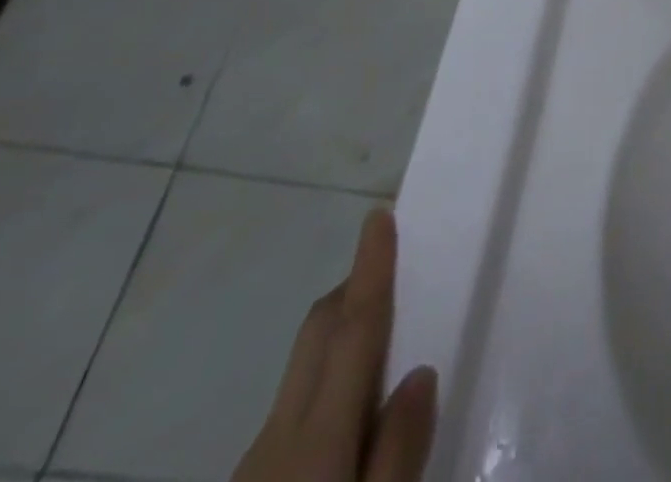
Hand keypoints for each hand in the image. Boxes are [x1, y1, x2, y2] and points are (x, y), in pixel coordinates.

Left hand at [232, 209, 437, 481]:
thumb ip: (399, 452)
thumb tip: (419, 372)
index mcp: (317, 439)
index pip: (353, 330)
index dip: (370, 268)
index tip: (380, 214)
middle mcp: (277, 439)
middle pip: (316, 335)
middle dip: (352, 290)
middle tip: (396, 271)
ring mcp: (251, 468)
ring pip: (301, 374)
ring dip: (339, 342)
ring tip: (385, 356)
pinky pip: (291, 413)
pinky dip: (323, 390)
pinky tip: (346, 430)